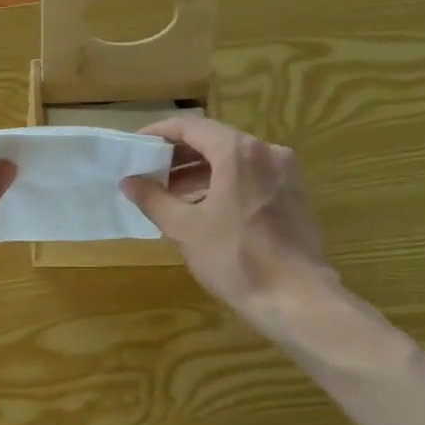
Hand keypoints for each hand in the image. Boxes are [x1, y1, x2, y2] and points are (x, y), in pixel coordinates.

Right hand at [121, 115, 337, 326]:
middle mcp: (267, 152)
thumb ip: (153, 199)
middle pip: (215, 141)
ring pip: (235, 160)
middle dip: (179, 155)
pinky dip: (225, 184)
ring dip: (201, 172)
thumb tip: (129, 181)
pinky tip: (206, 208)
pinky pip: (252, 177)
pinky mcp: (295, 195)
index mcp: (239, 152)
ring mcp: (286, 173)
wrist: (295, 297)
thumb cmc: (234, 258)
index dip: (160, 133)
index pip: (192, 127)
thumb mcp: (184, 229)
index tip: (137, 145)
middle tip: (150, 171)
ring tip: (172, 194)